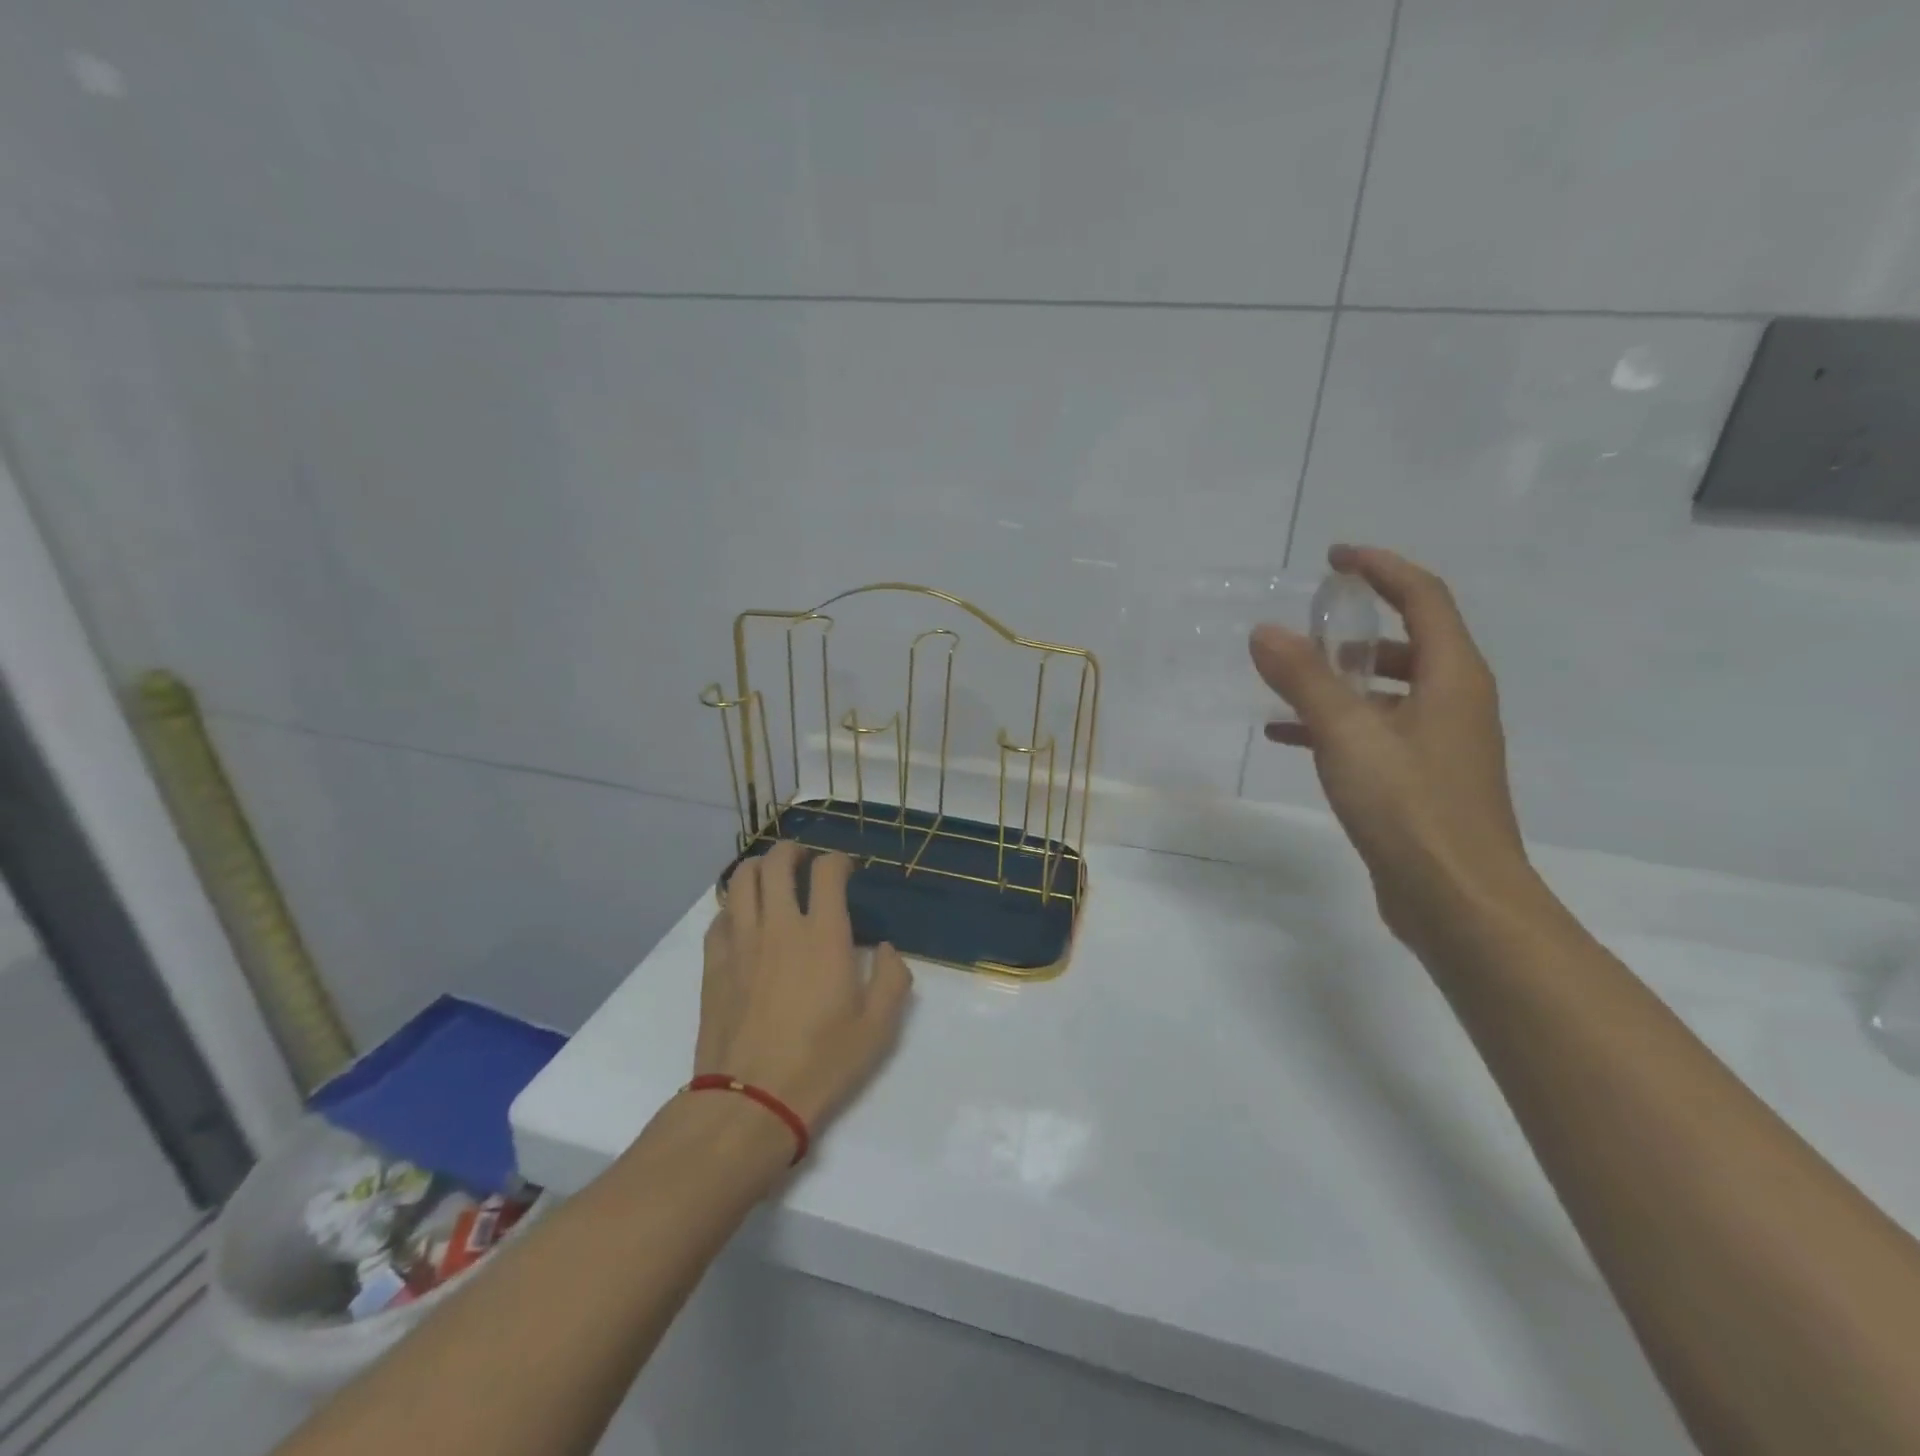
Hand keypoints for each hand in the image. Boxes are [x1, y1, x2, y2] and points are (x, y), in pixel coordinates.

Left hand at [695, 841, 913, 1135]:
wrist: (751, 1100)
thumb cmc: (822, 1063)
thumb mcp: (878, 1028)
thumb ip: (892, 979)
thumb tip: (886, 949)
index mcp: (823, 935)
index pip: (827, 871)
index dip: (838, 860)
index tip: (846, 870)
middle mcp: (779, 926)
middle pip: (777, 862)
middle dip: (793, 851)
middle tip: (804, 860)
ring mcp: (741, 941)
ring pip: (742, 880)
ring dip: (759, 867)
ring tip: (771, 876)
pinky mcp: (714, 963)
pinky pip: (720, 915)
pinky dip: (734, 904)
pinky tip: (744, 918)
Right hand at [1249, 546, 1540, 953]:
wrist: (1457, 901)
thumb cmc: (1410, 807)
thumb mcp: (1347, 734)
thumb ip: (1304, 679)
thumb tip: (1266, 631)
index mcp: (1453, 677)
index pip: (1423, 597)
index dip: (1381, 568)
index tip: (1334, 558)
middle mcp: (1455, 701)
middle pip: (1408, 642)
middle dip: (1355, 626)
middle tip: (1305, 623)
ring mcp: (1441, 744)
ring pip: (1387, 691)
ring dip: (1339, 679)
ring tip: (1283, 681)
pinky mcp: (1421, 780)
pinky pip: (1375, 731)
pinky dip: (1335, 723)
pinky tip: (1287, 736)